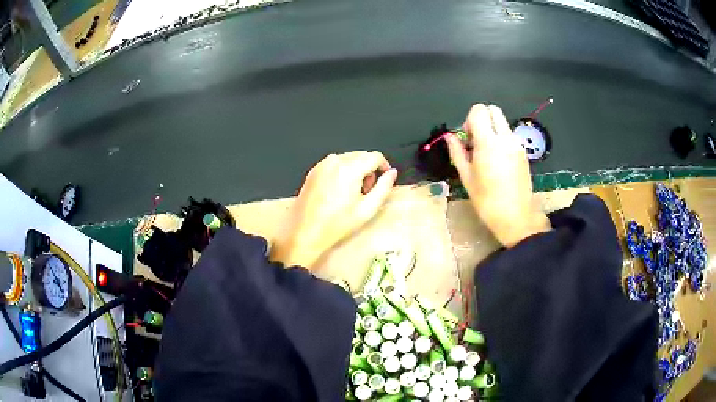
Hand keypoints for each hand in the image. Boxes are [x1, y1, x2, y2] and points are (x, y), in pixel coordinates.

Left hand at [271, 151, 397, 268]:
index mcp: (349, 169)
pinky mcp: (314, 170)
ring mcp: (322, 165)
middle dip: (369, 168)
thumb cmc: (337, 223)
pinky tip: (339, 190)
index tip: (385, 177)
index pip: (374, 156)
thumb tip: (392, 173)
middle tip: (367, 190)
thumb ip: (383, 187)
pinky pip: (334, 163)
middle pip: (361, 155)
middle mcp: (335, 162)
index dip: (384, 165)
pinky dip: (342, 171)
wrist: (306, 231)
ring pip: (348, 158)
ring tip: (353, 192)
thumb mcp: (367, 209)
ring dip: (356, 169)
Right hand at [447, 104, 550, 246]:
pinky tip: (497, 162)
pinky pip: (509, 135)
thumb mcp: (467, 177)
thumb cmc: (487, 201)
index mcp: (488, 143)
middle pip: (493, 110)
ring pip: (502, 123)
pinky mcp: (523, 152)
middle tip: (475, 141)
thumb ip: (457, 152)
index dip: (469, 120)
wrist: (517, 217)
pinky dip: (500, 139)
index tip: (467, 139)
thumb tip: (450, 137)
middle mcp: (505, 138)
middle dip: (481, 119)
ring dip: (491, 130)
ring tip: (485, 154)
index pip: (479, 110)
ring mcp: (517, 144)